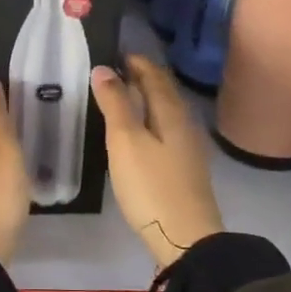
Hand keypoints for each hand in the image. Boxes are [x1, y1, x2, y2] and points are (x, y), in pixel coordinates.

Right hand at [91, 55, 223, 269]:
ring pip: (165, 112)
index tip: (115, 53)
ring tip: (121, 97)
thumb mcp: (126, 142)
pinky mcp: (184, 169)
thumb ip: (115, 104)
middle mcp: (184, 124)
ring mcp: (187, 148)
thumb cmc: (151, 186)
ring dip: (146, 99)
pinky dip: (150, 120)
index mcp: (171, 112)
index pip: (154, 76)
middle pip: (164, 92)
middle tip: (115, 71)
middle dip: (142, 78)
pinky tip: (138, 132)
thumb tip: (103, 69)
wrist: (186, 238)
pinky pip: (166, 130)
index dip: (136, 63)